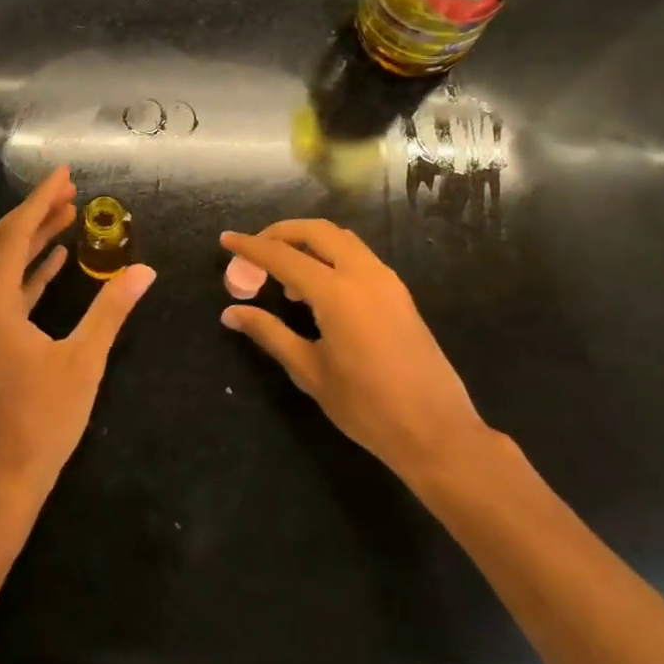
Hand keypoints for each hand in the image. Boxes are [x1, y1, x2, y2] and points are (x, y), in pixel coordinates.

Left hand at [0, 166, 155, 509]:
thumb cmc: (43, 421)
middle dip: (35, 214)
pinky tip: (55, 259)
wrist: (2, 481)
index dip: (39, 201)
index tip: (64, 176)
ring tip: (67, 216)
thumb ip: (111, 310)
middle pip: (1, 243)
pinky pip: (2, 291)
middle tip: (70, 193)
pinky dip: (27, 272)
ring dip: (31, 239)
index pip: (14, 236)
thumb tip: (145, 272)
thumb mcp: (84, 361)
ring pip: (0, 265)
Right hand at [220, 220, 489, 487]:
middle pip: (316, 231)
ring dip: (308, 242)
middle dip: (281, 233)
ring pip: (341, 239)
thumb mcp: (310, 371)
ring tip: (285, 275)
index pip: (283, 256)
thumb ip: (269, 333)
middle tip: (256, 251)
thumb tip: (231, 313)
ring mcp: (386, 281)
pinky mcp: (399, 293)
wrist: (437, 432)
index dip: (251, 247)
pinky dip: (331, 256)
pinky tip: (318, 290)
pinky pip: (358, 256)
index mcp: (337, 293)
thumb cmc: (367, 408)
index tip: (226, 240)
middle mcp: (363, 274)